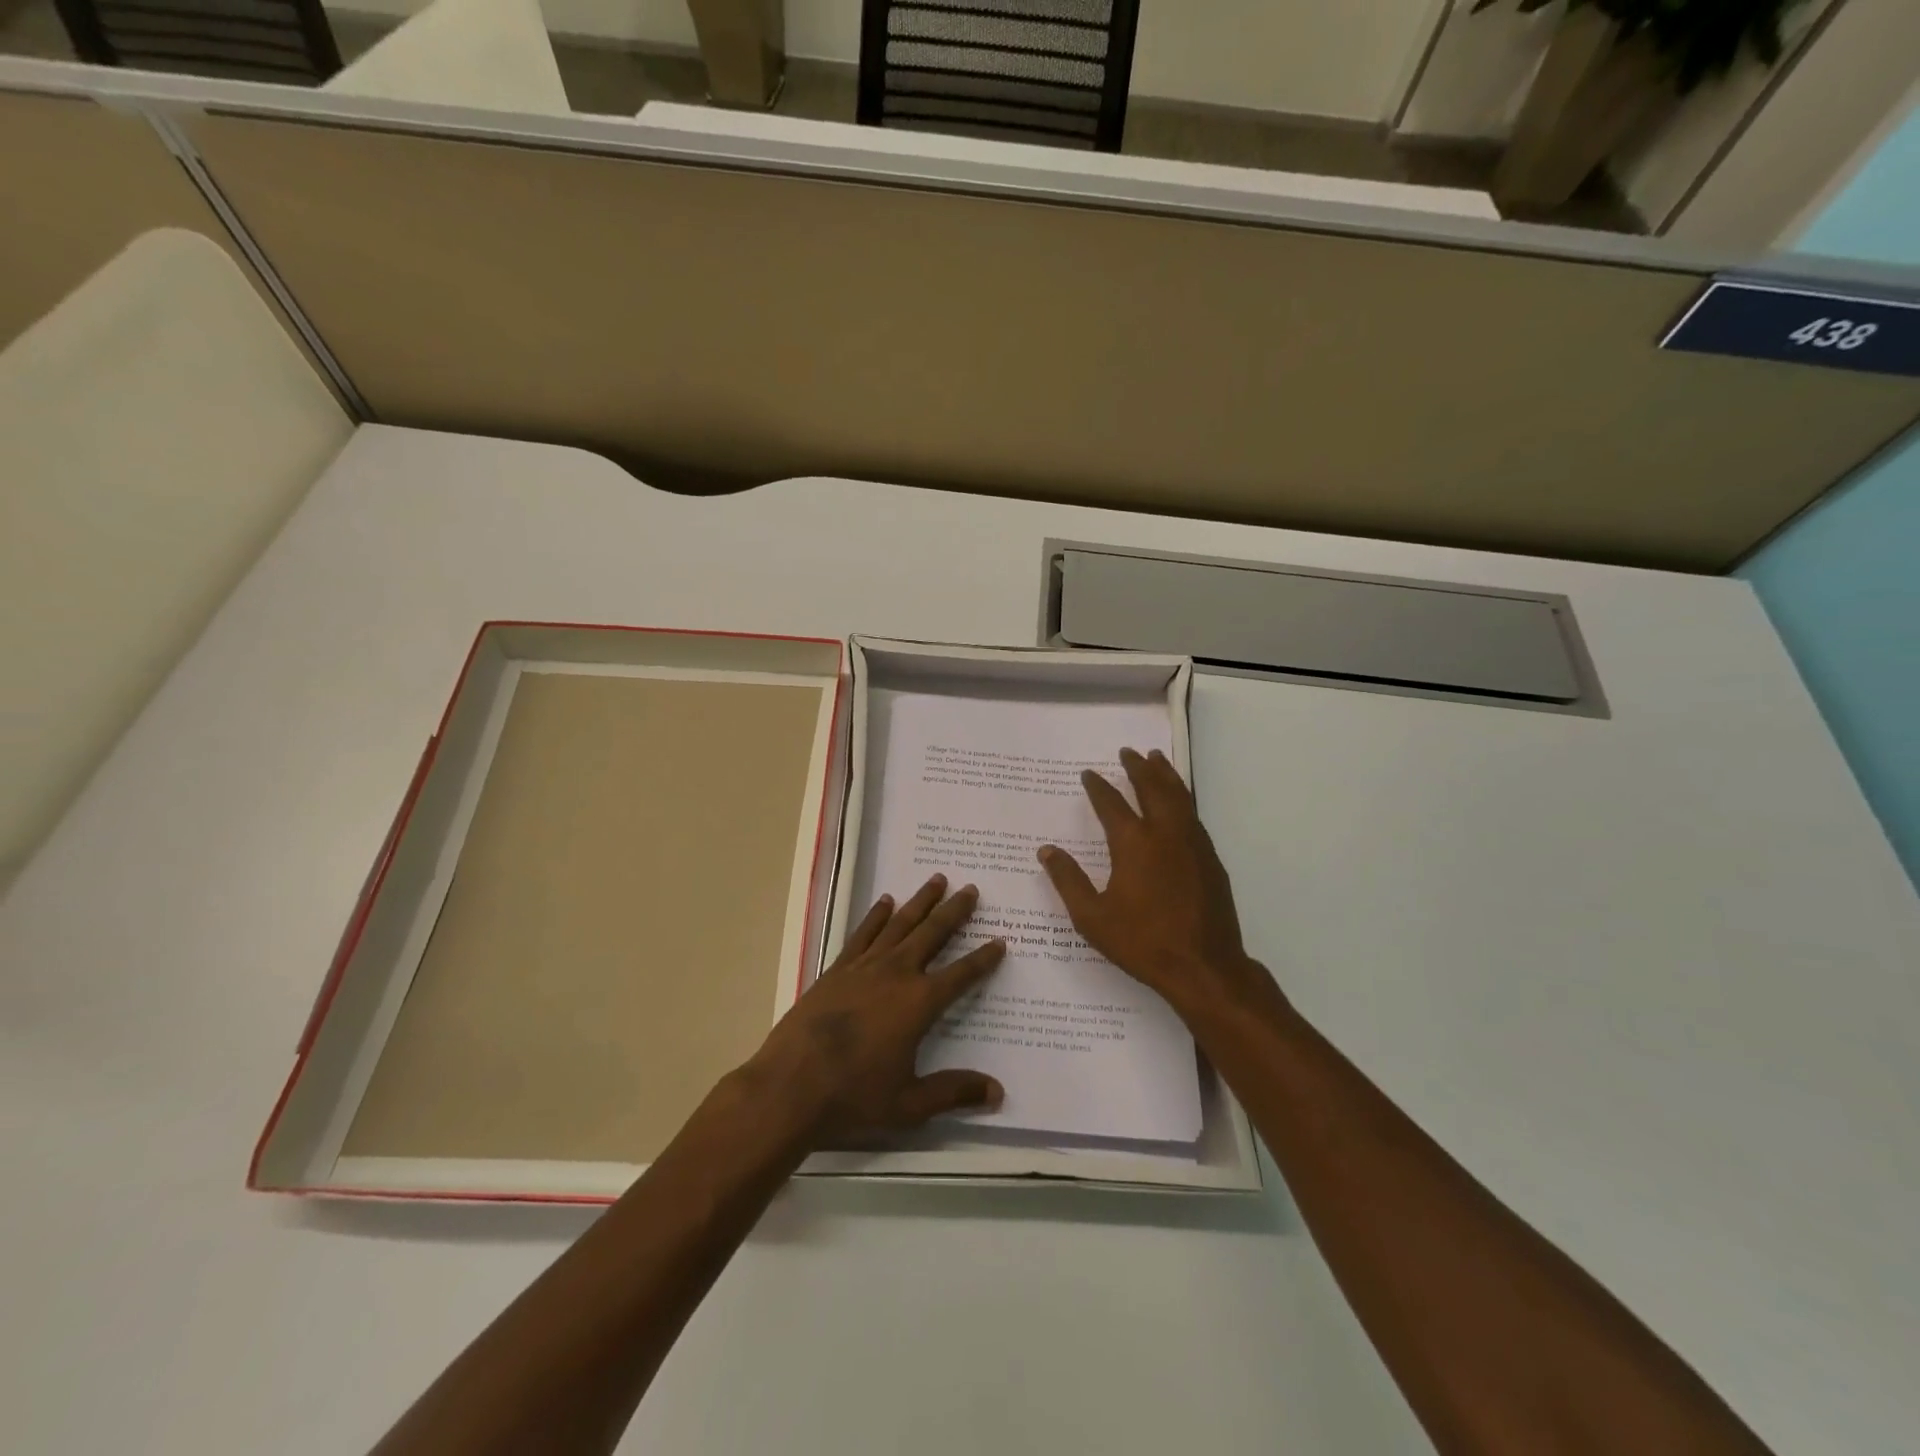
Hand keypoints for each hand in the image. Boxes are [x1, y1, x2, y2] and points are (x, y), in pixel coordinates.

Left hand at [742, 875, 1005, 1144]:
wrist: (790, 1086)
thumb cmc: (854, 1097)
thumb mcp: (910, 1104)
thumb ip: (954, 1093)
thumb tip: (998, 1092)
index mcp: (919, 1004)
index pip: (961, 975)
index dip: (983, 959)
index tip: (1000, 941)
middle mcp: (896, 974)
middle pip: (932, 934)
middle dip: (954, 911)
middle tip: (971, 889)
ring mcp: (864, 967)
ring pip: (900, 924)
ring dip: (921, 901)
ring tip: (937, 880)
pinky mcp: (837, 969)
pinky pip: (863, 933)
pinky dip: (876, 915)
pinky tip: (886, 902)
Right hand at [1038, 748, 1277, 1019]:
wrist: (1204, 967)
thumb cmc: (1142, 942)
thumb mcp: (1092, 917)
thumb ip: (1068, 880)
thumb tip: (1046, 851)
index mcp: (1133, 843)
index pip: (1111, 804)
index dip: (1098, 787)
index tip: (1088, 774)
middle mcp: (1165, 833)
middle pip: (1151, 788)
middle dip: (1138, 768)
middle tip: (1128, 752)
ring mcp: (1192, 844)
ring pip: (1178, 796)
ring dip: (1165, 775)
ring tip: (1157, 758)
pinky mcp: (1210, 858)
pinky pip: (1193, 815)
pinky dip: (1182, 798)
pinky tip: (1179, 802)